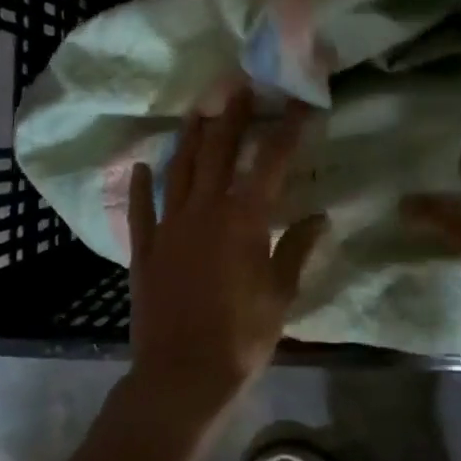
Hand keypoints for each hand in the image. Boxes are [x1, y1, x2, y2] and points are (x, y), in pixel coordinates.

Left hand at [123, 86, 326, 432]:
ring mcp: (169, 227)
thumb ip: (297, 250)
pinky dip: (141, 186)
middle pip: (218, 152)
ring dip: (188, 138)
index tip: (299, 102)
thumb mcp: (280, 295)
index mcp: (243, 219)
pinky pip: (141, 210)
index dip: (287, 129)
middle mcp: (204, 210)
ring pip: (179, 170)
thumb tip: (320, 218)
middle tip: (237, 86)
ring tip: (197, 112)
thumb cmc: (241, 337)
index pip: (271, 162)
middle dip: (230, 116)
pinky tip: (141, 167)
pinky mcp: (145, 249)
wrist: (181, 375)